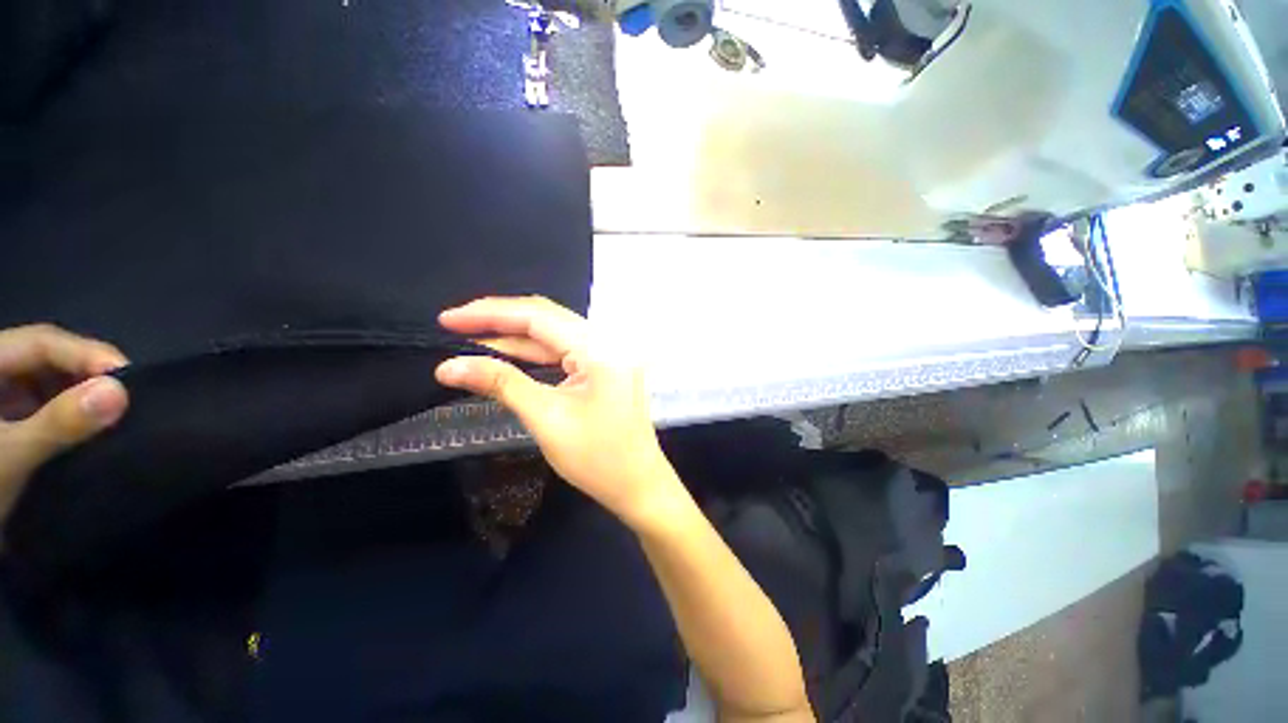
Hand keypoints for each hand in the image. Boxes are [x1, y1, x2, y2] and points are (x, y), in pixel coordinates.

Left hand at [0, 325, 129, 527]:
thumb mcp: (9, 457)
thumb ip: (57, 424)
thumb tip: (120, 392)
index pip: (40, 341)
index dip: (85, 352)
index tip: (129, 375)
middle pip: (42, 357)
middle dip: (85, 372)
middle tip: (125, 393)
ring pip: (44, 381)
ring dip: (79, 391)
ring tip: (110, 409)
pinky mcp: (5, 422)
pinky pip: (40, 404)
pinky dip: (67, 410)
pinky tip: (85, 425)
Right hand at [434, 297, 679, 525]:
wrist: (639, 485)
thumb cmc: (598, 458)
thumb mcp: (546, 418)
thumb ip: (501, 384)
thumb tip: (447, 366)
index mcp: (600, 347)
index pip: (539, 316)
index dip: (491, 313)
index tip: (447, 318)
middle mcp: (608, 340)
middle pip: (547, 319)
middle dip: (500, 321)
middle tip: (453, 325)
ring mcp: (610, 353)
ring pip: (555, 334)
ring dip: (514, 337)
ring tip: (470, 337)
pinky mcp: (606, 367)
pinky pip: (565, 351)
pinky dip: (534, 352)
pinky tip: (506, 353)